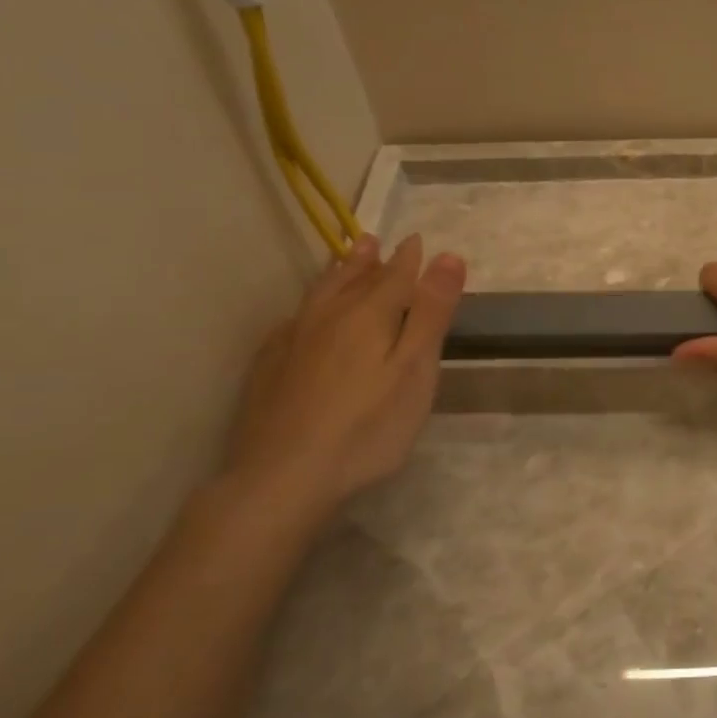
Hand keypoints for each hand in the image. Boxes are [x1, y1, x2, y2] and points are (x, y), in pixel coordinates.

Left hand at [227, 233, 465, 518]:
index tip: (418, 241)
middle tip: (374, 241)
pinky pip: (292, 321)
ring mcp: (292, 341)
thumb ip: (431, 312)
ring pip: (319, 296)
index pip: (395, 276)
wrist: (282, 477)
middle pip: (352, 279)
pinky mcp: (268, 368)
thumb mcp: (415, 369)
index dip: (410, 259)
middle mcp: (327, 317)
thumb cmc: (367, 426)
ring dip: (337, 275)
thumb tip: (448, 256)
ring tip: (344, 260)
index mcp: (368, 315)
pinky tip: (303, 317)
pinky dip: (307, 308)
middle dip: (368, 260)